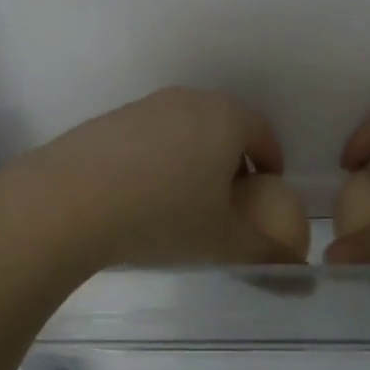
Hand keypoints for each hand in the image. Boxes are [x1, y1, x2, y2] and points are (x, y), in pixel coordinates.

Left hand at [0, 88, 304, 271]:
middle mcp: (188, 101)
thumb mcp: (223, 242)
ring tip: (181, 202)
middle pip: (224, 126)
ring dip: (193, 159)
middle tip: (227, 201)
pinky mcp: (109, 119)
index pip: (263, 132)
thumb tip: (298, 268)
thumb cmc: (163, 216)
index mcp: (225, 119)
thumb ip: (266, 253)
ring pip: (184, 130)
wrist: (70, 200)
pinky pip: (148, 137)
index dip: (271, 162)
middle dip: (232, 160)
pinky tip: (139, 196)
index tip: (267, 191)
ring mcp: (145, 106)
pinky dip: (156, 160)